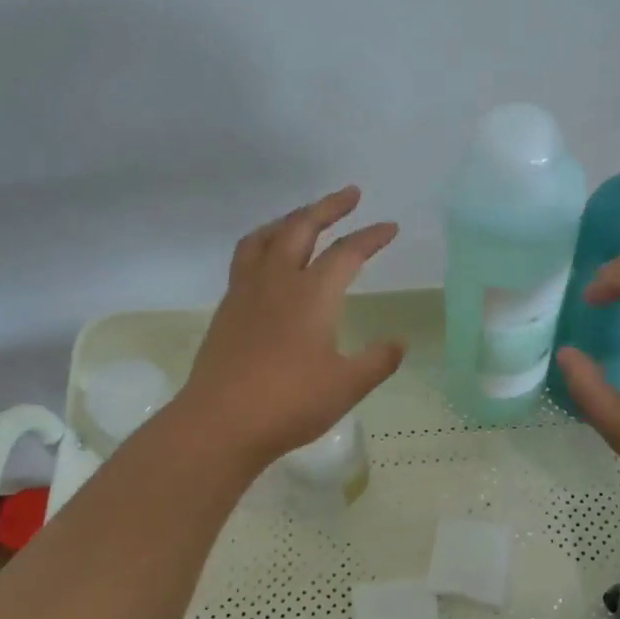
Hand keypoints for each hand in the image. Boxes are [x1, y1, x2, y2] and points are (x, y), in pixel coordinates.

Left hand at [176, 186, 405, 467]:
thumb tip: (400, 343)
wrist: (219, 423)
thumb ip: (377, 361)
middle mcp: (277, 282)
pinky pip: (246, 258)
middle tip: (350, 195)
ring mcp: (246, 293)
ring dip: (290, 219)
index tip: (390, 227)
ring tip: (304, 217)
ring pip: (266, 238)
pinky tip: (270, 262)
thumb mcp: (346, 386)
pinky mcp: (227, 309)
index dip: (371, 237)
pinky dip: (264, 244)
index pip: (347, 253)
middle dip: (328, 207)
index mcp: (312, 294)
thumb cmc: (289, 403)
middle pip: (301, 227)